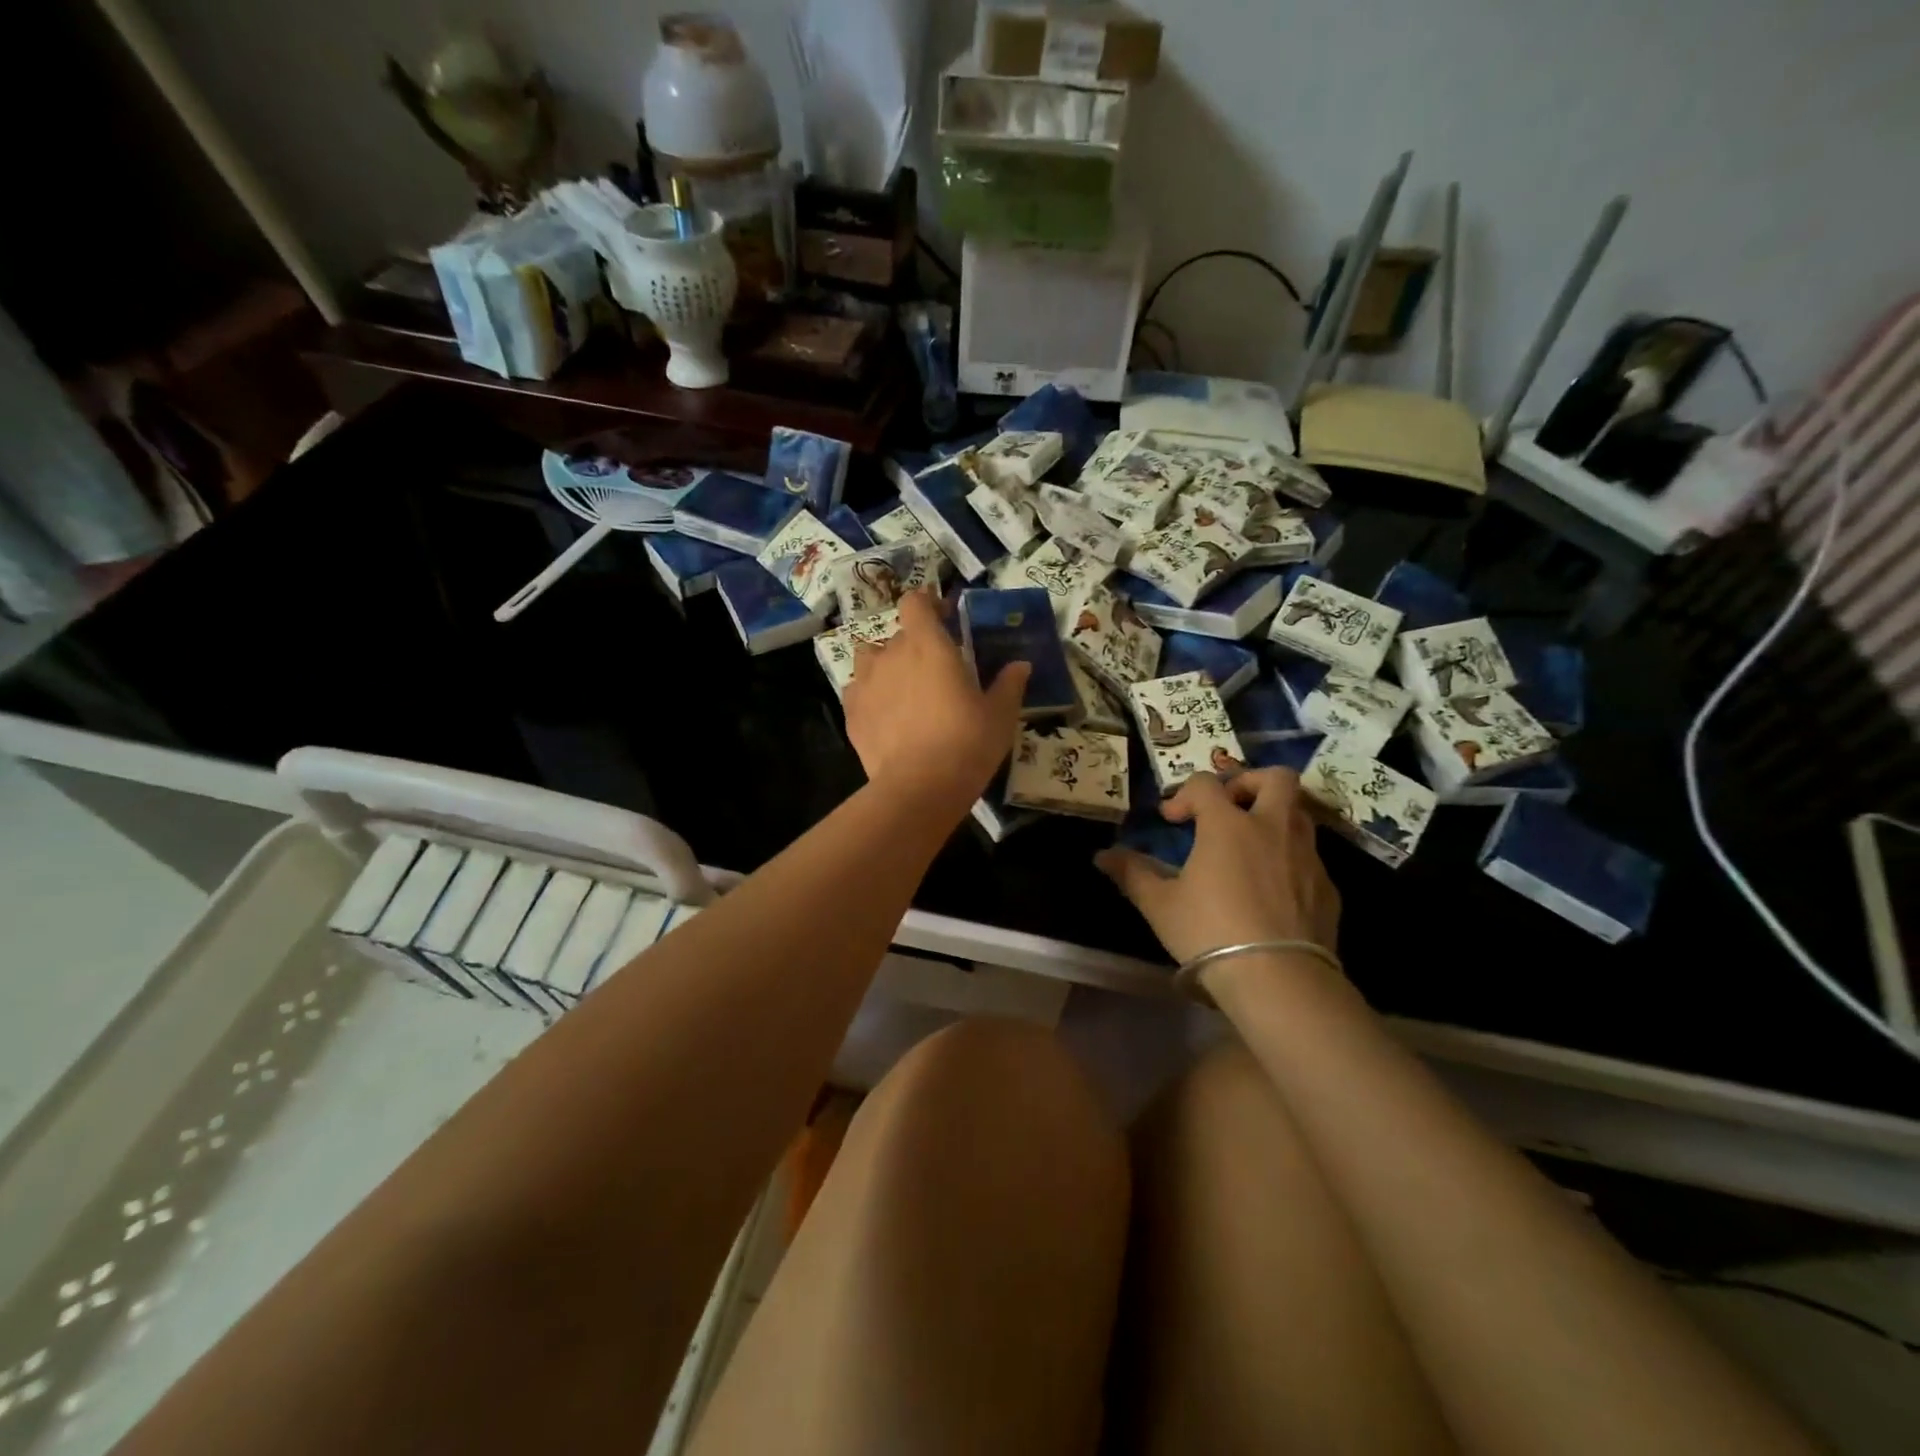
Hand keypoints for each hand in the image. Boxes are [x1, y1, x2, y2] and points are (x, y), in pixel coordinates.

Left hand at [843, 588, 1028, 819]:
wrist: (920, 787)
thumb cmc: (967, 742)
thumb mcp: (1000, 714)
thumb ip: (1009, 684)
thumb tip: (1021, 665)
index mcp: (928, 645)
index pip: (915, 603)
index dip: (927, 604)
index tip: (943, 617)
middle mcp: (891, 654)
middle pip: (898, 635)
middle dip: (915, 645)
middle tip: (935, 670)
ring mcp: (866, 683)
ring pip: (870, 658)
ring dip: (885, 665)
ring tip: (903, 688)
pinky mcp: (851, 712)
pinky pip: (858, 690)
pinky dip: (871, 695)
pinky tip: (885, 716)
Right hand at [1096, 769, 1339, 966]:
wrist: (1280, 980)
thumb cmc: (1210, 932)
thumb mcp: (1160, 905)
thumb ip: (1133, 874)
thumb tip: (1102, 856)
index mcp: (1228, 824)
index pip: (1206, 784)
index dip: (1184, 795)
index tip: (1172, 821)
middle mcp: (1273, 828)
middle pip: (1275, 778)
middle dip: (1249, 782)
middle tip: (1229, 808)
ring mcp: (1307, 856)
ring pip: (1298, 814)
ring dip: (1273, 818)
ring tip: (1249, 847)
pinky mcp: (1328, 888)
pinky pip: (1309, 857)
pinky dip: (1289, 859)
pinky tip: (1272, 890)